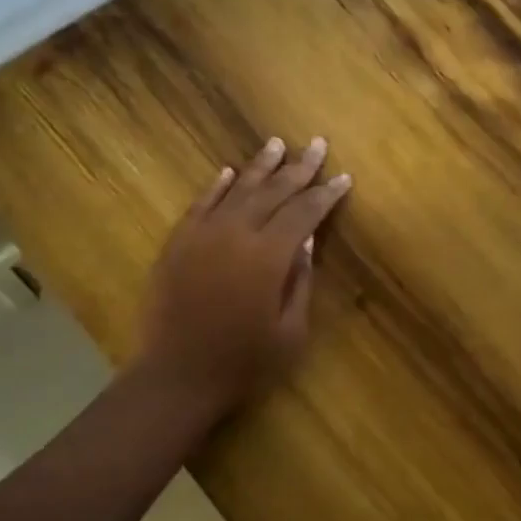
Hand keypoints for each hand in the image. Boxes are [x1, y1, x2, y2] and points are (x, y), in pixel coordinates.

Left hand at [129, 136, 352, 416]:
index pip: (304, 213)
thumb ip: (300, 282)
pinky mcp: (178, 244)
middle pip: (273, 192)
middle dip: (299, 168)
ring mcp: (202, 235)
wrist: (177, 376)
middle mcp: (236, 234)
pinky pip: (200, 205)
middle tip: (316, 144)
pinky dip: (217, 186)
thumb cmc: (243, 363)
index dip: (325, 194)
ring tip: (277, 144)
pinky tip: (229, 173)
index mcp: (269, 257)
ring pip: (236, 190)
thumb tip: (309, 242)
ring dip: (259, 166)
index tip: (343, 177)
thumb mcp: (290, 332)